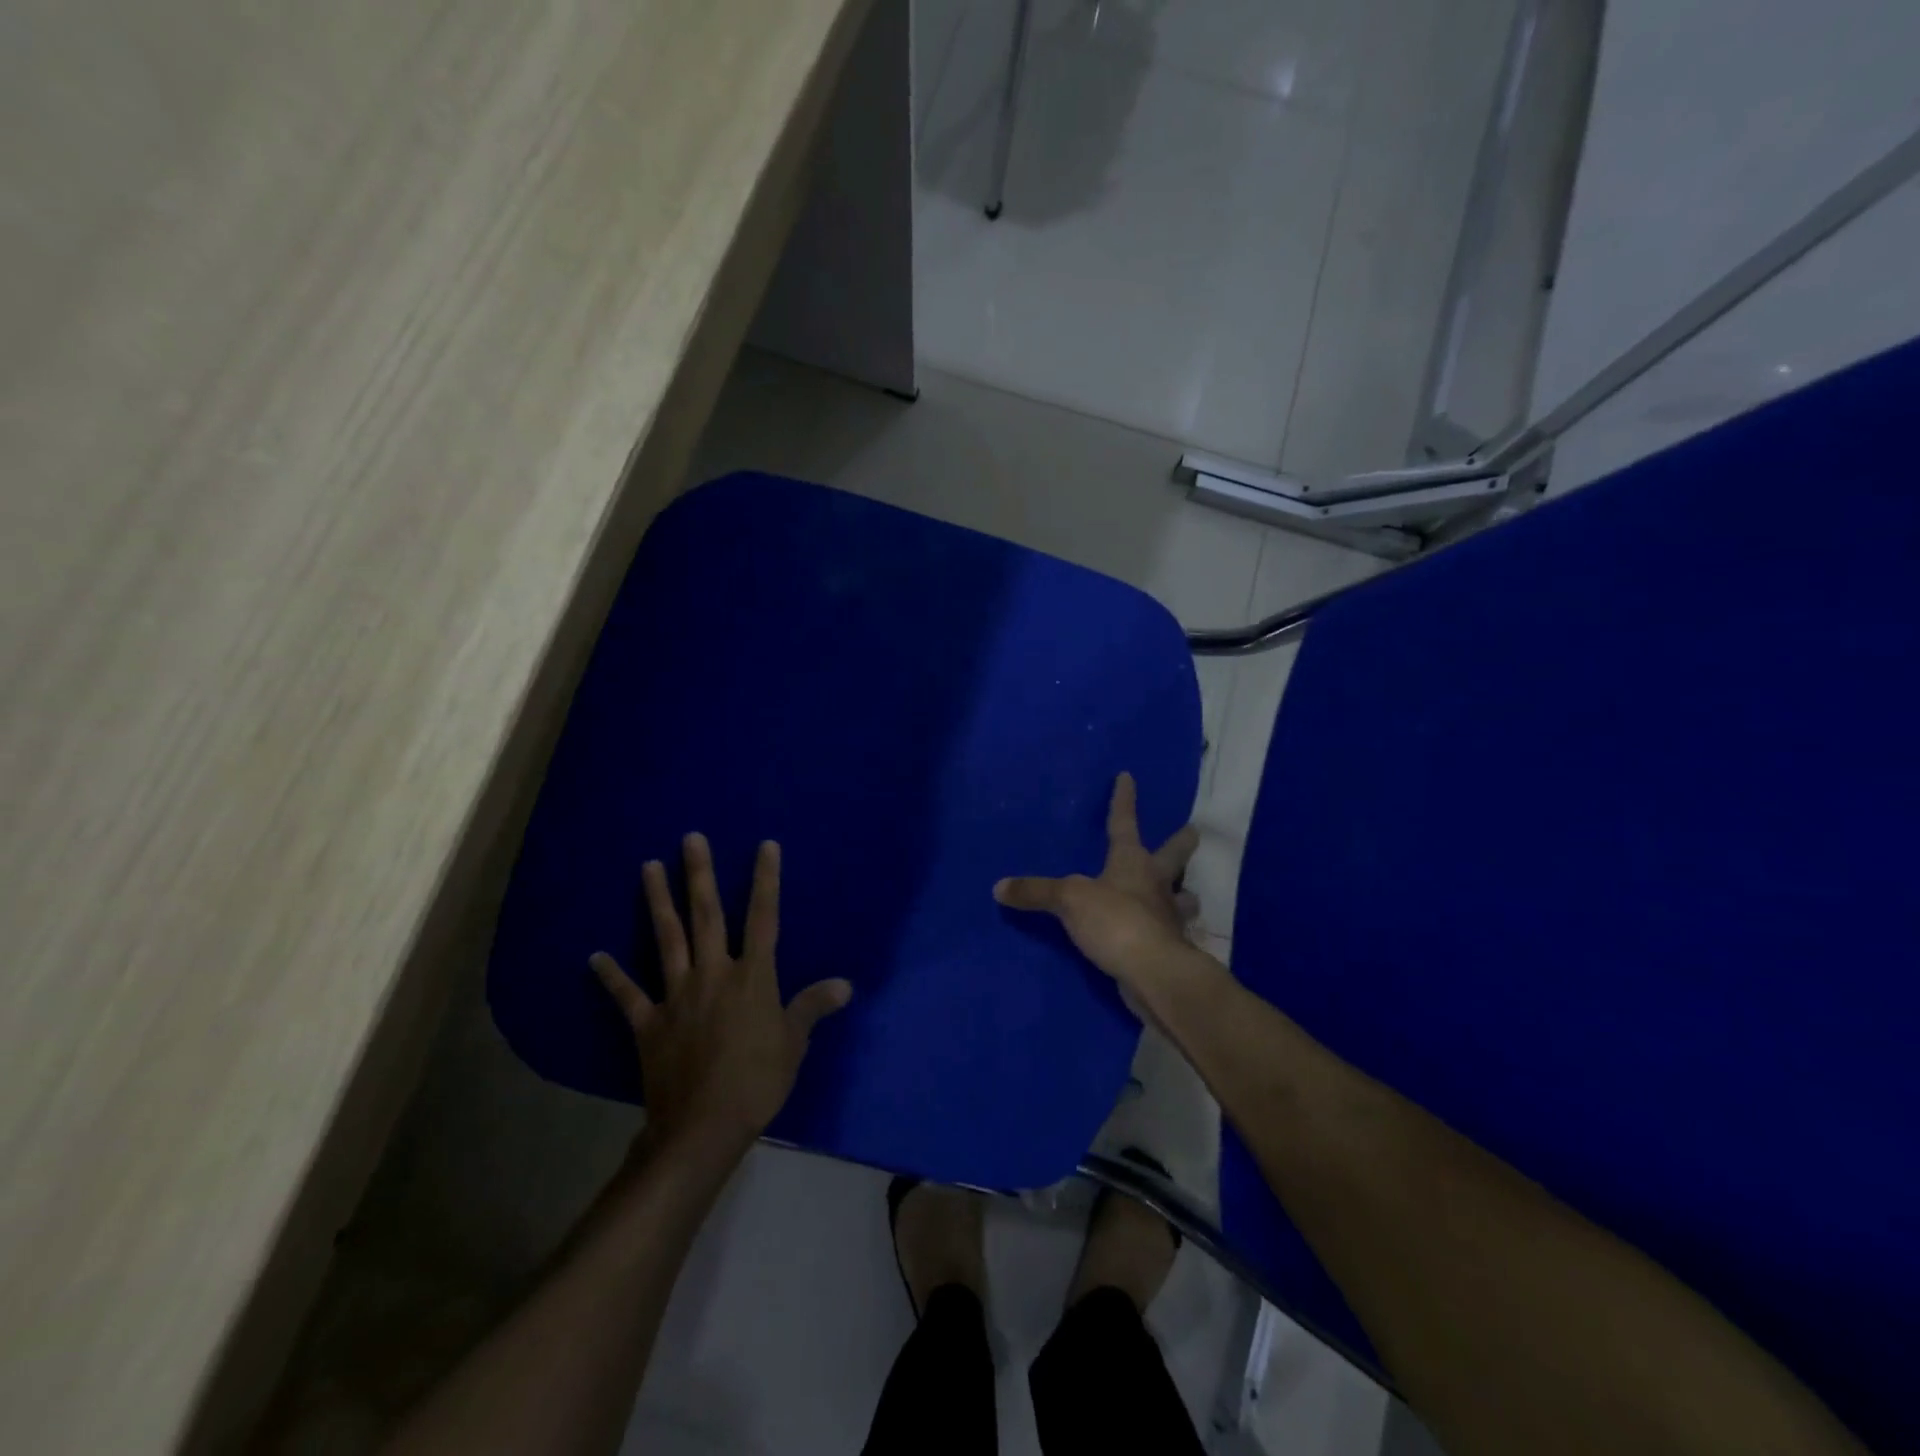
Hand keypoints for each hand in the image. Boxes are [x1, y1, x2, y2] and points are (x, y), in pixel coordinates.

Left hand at [592, 834, 851, 1161]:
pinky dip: (611, 976)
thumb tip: (845, 984)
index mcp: (752, 976)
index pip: (763, 917)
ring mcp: (676, 995)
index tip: (765, 846)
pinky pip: (628, 995)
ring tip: (647, 867)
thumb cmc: (758, 1081)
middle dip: (700, 874)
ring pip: (666, 938)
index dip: (766, 880)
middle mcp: (713, 974)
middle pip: (706, 915)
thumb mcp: (793, 1043)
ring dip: (657, 901)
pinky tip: (595, 956)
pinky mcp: (649, 1023)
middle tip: (690, 838)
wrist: (703, 1126)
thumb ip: (813, 1007)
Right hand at [994, 773, 1210, 1013]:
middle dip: (1181, 843)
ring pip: (1184, 896)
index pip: (1124, 822)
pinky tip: (1165, 934)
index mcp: (1132, 861)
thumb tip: (999, 887)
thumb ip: (1036, 892)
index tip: (1128, 776)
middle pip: (1174, 855)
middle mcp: (1156, 882)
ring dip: (1184, 893)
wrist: (1154, 972)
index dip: (1123, 799)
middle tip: (1192, 832)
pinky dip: (1169, 930)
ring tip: (1184, 893)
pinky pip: (1170, 931)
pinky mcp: (1170, 946)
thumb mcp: (1069, 900)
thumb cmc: (1115, 921)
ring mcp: (1168, 915)